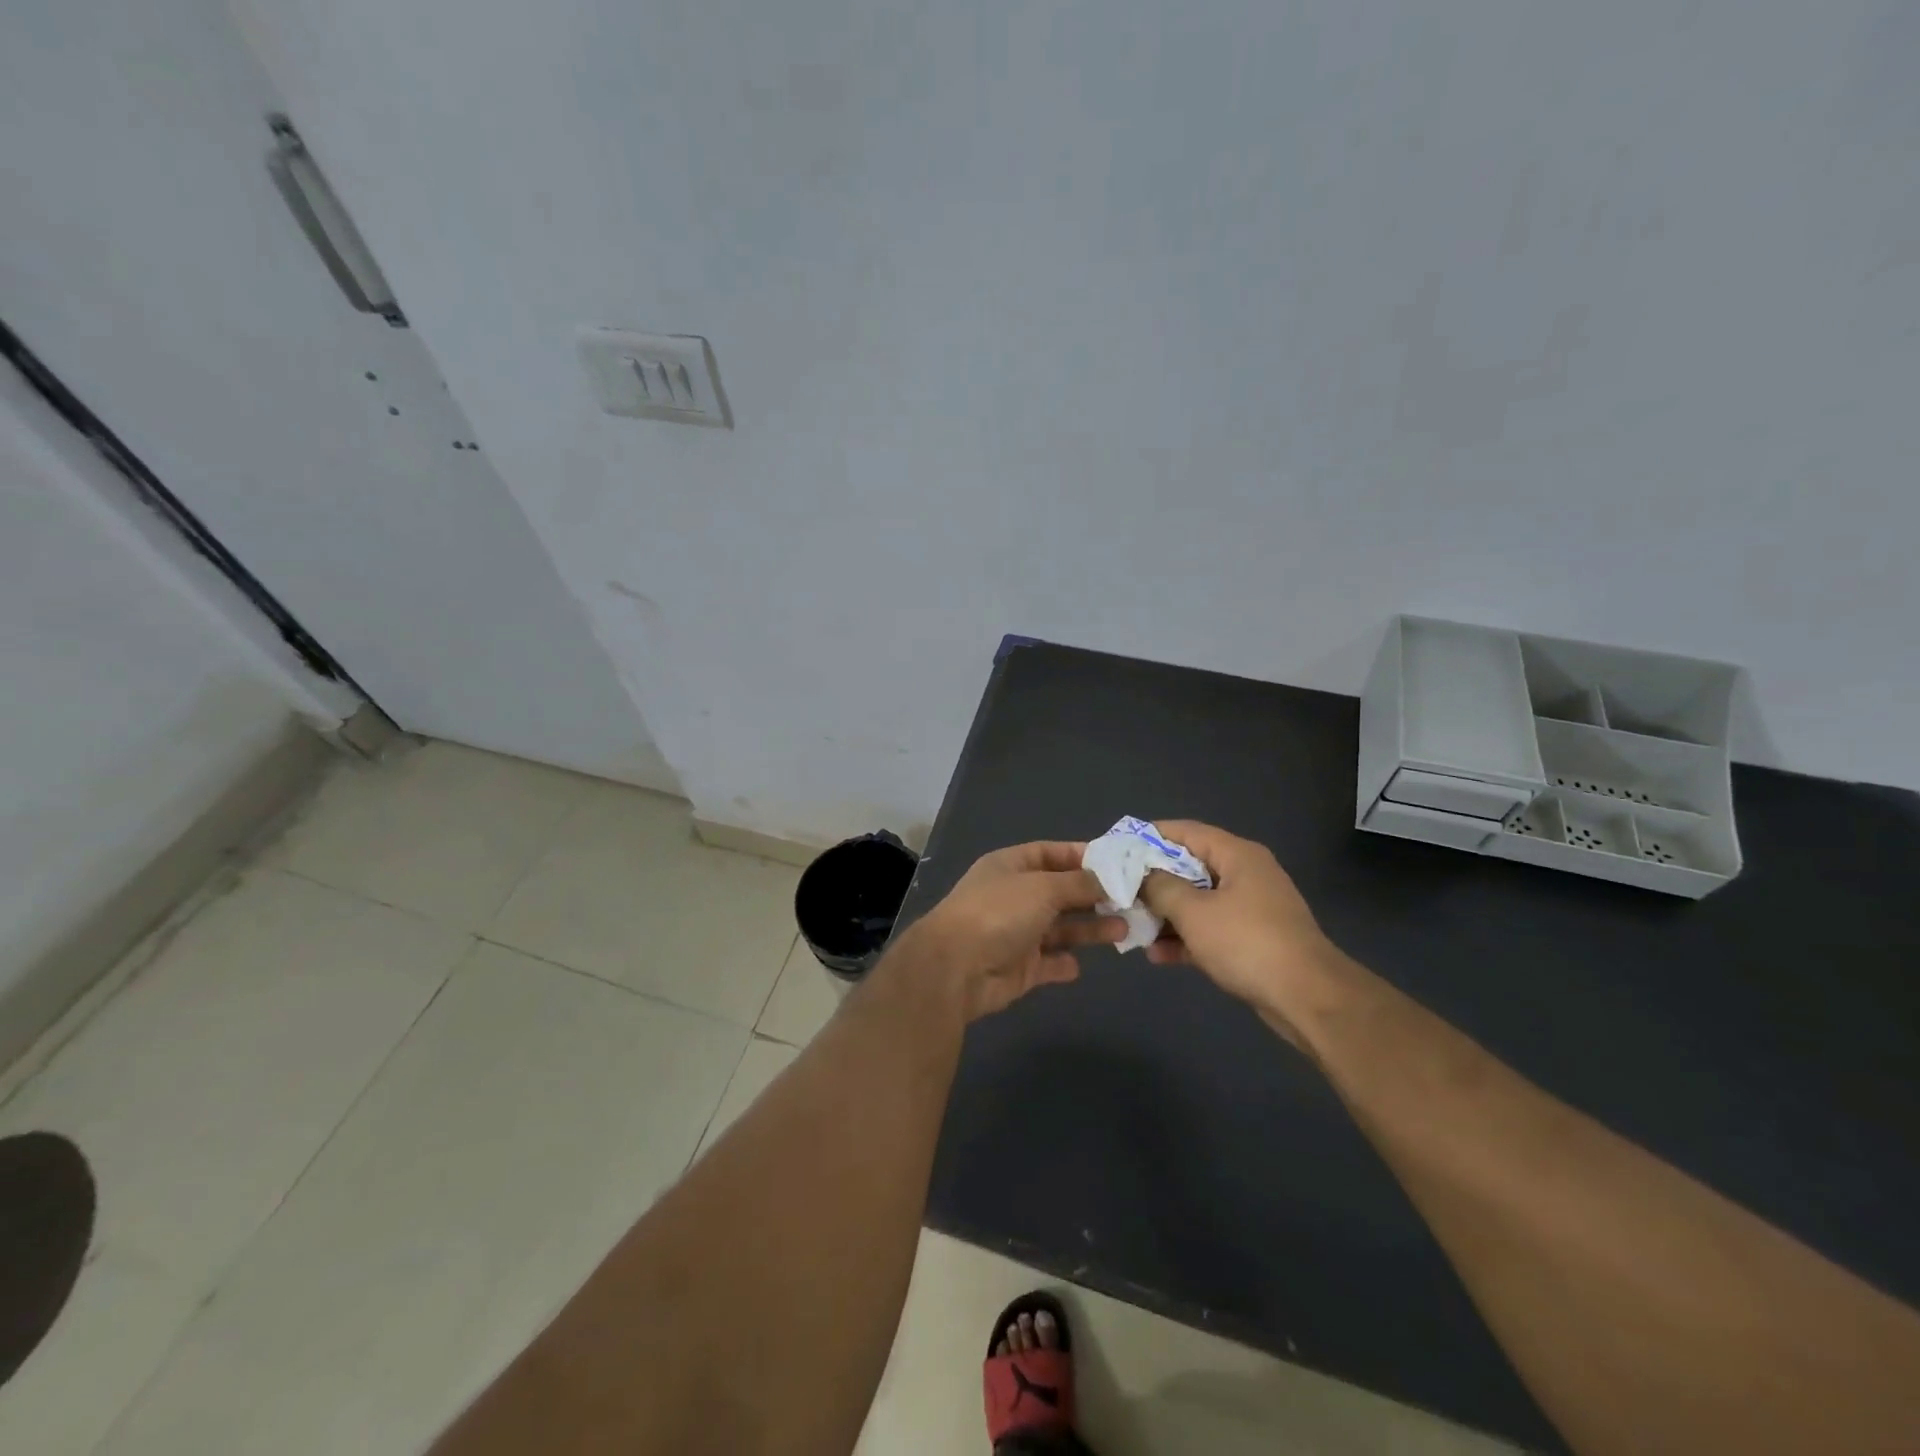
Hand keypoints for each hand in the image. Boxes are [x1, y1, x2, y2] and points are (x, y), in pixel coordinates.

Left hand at [905, 842, 1125, 1020]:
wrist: (956, 969)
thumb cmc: (999, 913)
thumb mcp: (1043, 887)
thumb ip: (1078, 883)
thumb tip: (1106, 879)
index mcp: (1011, 866)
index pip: (1050, 853)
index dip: (1081, 856)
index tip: (1117, 863)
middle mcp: (1014, 896)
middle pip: (1060, 892)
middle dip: (1094, 896)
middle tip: (1132, 900)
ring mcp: (1016, 933)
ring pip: (1060, 928)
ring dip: (1090, 929)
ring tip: (1124, 930)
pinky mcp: (1020, 968)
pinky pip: (1049, 962)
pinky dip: (1064, 963)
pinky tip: (1081, 964)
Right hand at [1137, 821, 1343, 1040]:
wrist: (1307, 998)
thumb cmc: (1247, 942)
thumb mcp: (1194, 912)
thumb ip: (1161, 887)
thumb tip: (1142, 875)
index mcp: (1237, 855)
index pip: (1186, 832)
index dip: (1150, 836)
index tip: (1119, 847)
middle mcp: (1245, 875)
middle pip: (1189, 867)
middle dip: (1153, 881)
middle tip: (1119, 890)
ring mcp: (1251, 908)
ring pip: (1198, 901)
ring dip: (1166, 914)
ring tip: (1132, 926)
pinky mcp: (1252, 940)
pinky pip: (1210, 929)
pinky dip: (1186, 937)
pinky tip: (1157, 955)